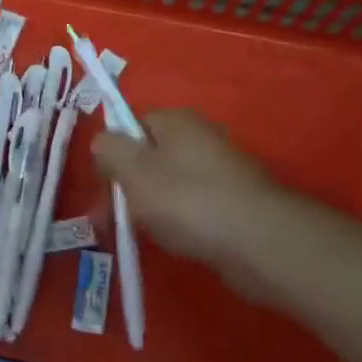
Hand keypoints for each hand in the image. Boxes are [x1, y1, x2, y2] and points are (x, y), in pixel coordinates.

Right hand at [92, 110, 287, 301]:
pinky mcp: (237, 201)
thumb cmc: (187, 200)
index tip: (104, 185)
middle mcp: (202, 136)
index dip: (114, 154)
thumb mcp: (133, 171)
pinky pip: (197, 207)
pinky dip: (184, 223)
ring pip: (173, 184)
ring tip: (152, 233)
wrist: (259, 241)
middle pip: (152, 156)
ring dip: (157, 207)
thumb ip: (109, 150)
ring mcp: (223, 170)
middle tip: (121, 217)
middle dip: (133, 186)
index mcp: (176, 120)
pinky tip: (182, 242)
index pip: (132, 125)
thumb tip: (102, 141)